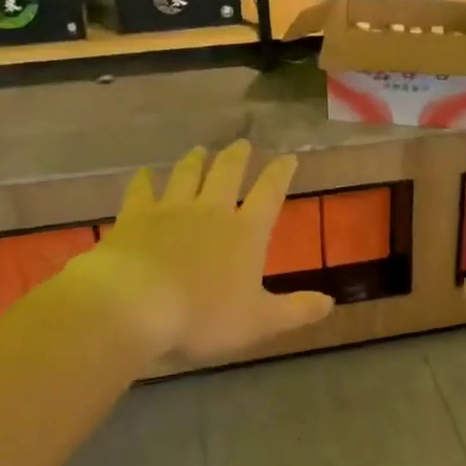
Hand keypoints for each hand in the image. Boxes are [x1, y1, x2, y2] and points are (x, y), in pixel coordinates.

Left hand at [69, 141, 333, 361]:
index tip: (288, 157)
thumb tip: (330, 302)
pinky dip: (143, 180)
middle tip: (242, 143)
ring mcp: (170, 209)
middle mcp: (211, 210)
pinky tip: (142, 174)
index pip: (269, 194)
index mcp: (246, 232)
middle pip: (227, 173)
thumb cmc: (203, 316)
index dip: (280, 174)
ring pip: (187, 175)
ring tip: (200, 149)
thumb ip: (296, 310)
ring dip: (195, 161)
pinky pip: (141, 191)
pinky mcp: (135, 217)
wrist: (134, 306)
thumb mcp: (260, 322)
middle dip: (237, 157)